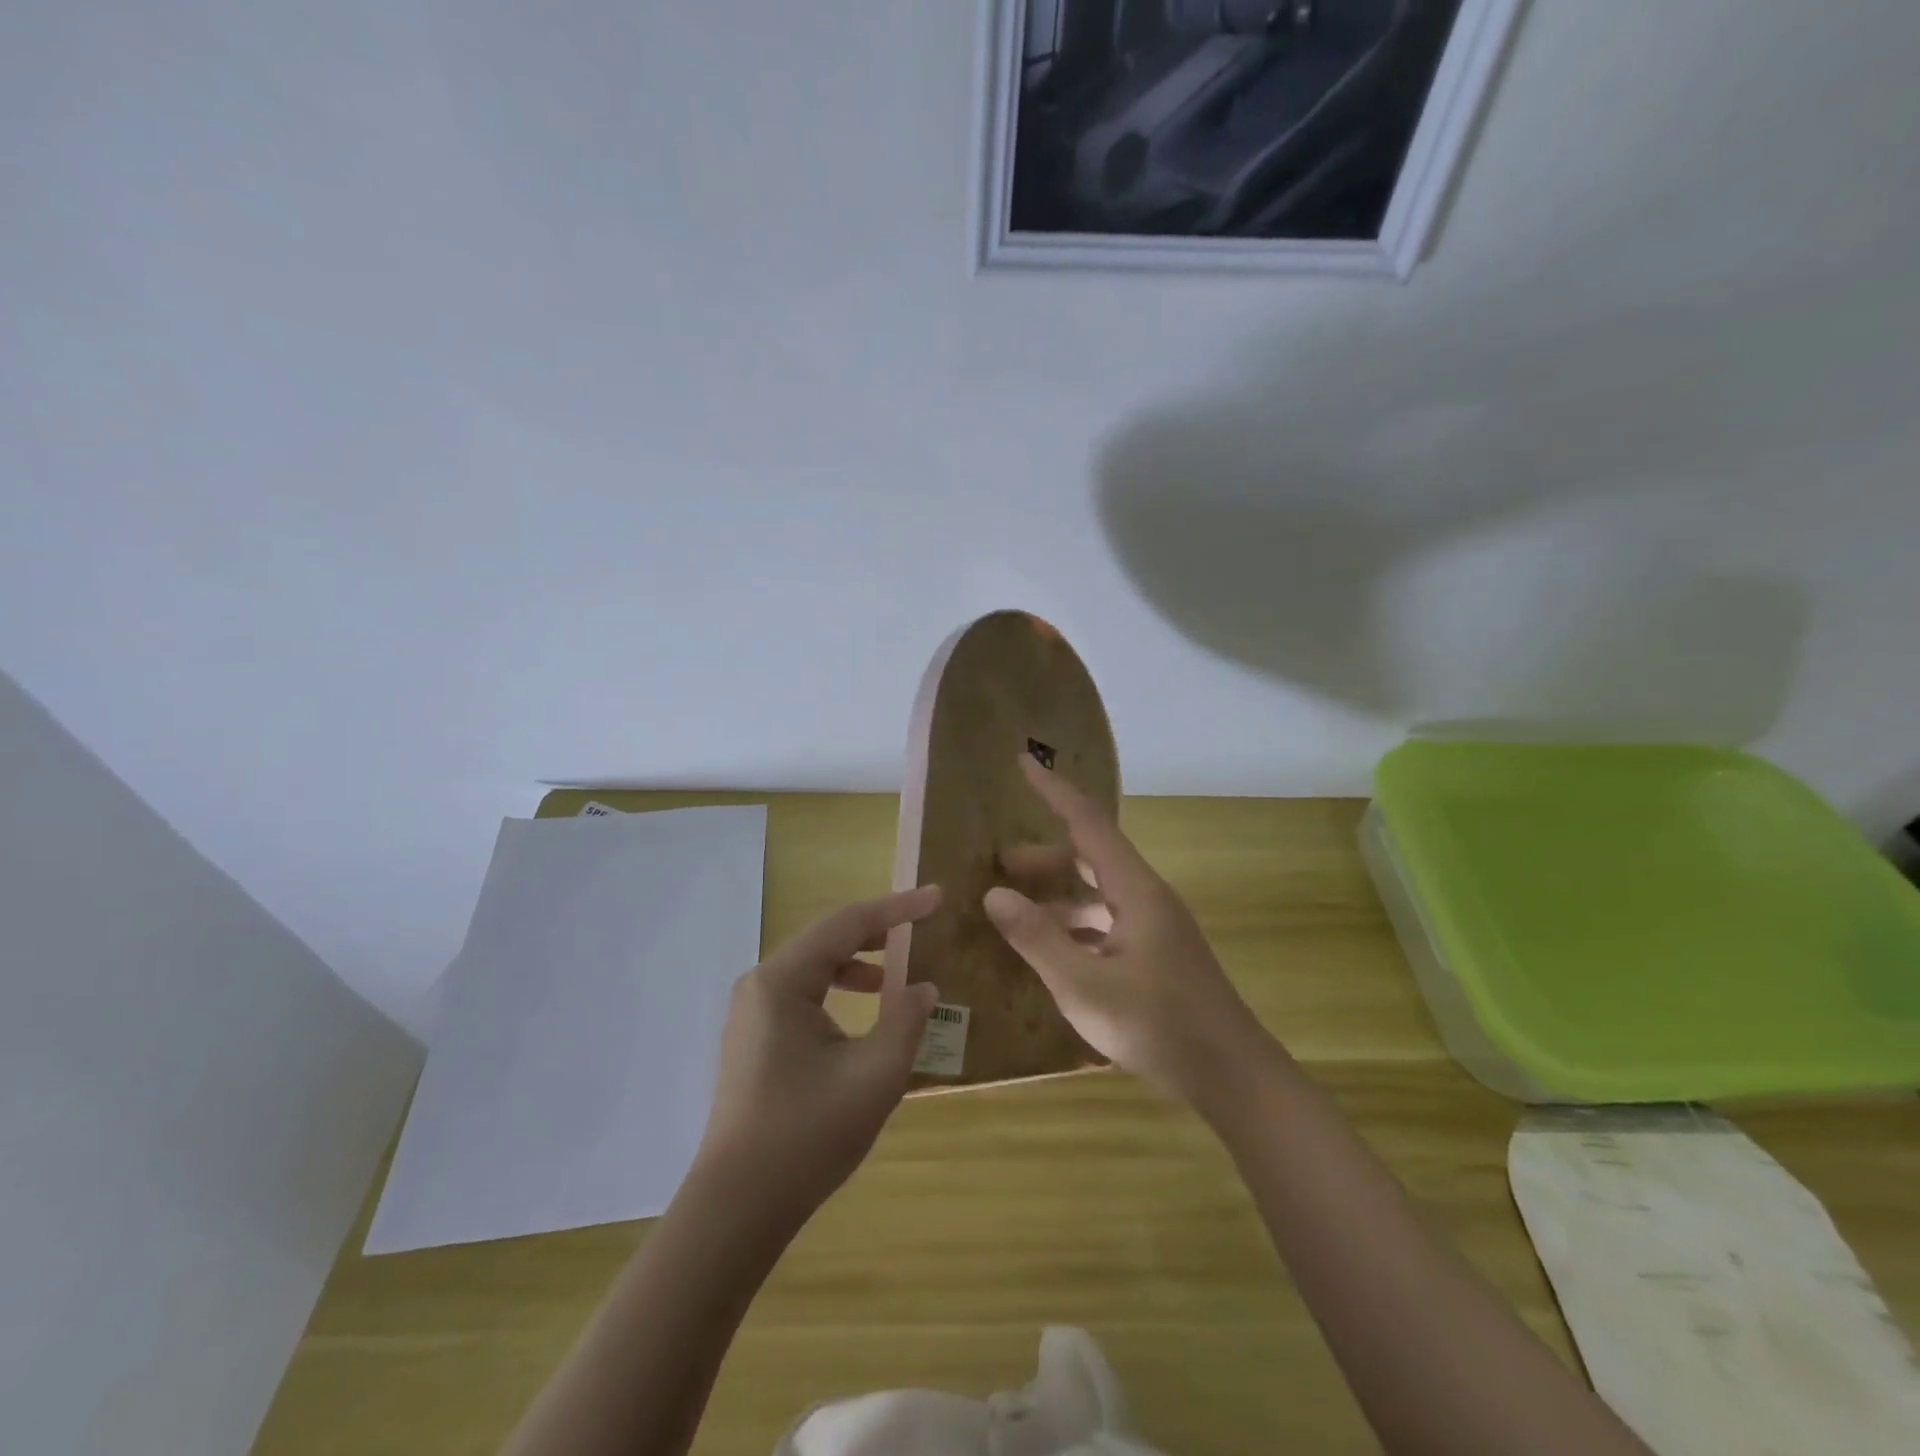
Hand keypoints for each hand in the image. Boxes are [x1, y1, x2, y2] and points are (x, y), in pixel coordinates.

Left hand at [696, 886, 941, 1224]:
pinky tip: (864, 1013)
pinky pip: (803, 994)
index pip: (847, 924)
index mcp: (782, 981)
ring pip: (814, 967)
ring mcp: (752, 1012)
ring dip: (857, 962)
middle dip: (877, 931)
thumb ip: (906, 1020)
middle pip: (827, 939)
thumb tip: (923, 988)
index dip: (897, 908)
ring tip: (895, 974)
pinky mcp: (754, 1038)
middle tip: (922, 927)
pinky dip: (837, 990)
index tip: (937, 898)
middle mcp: (760, 985)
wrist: (738, 1207)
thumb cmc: (808, 1135)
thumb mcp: (875, 1075)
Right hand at [984, 756, 1267, 1105]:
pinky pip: (1106, 923)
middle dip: (1044, 856)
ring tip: (1015, 910)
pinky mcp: (1156, 955)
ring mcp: (1154, 928)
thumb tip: (994, 895)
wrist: (1231, 1075)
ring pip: (1097, 893)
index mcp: (1135, 890)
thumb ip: (1037, 939)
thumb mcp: (1084, 985)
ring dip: (1058, 894)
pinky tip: (1051, 951)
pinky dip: (1074, 926)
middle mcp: (1147, 898)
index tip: (1023, 762)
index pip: (1088, 822)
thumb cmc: (1158, 1025)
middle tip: (1000, 863)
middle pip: (1090, 856)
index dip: (1054, 791)